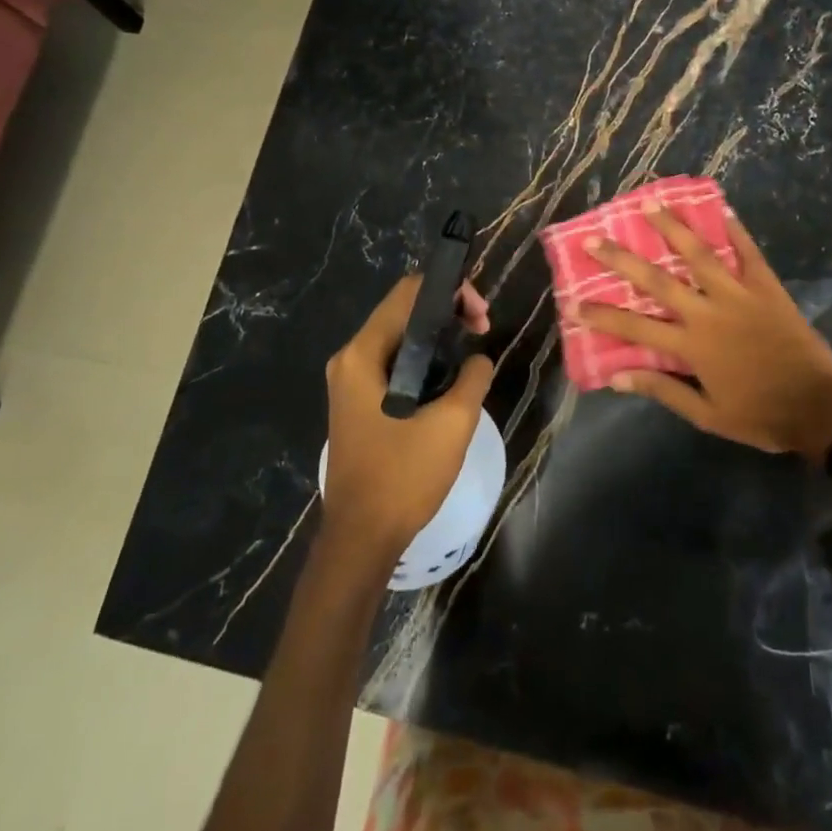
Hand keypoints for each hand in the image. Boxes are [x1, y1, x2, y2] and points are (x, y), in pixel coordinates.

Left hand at [322, 277, 494, 562]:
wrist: (362, 538)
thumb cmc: (403, 476)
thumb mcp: (453, 422)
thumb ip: (473, 376)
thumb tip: (477, 359)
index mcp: (363, 354)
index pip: (408, 293)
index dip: (450, 292)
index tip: (481, 318)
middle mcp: (350, 359)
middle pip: (402, 312)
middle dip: (446, 314)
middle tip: (482, 333)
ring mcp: (349, 382)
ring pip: (399, 339)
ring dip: (437, 339)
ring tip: (471, 356)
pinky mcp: (357, 403)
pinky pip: (393, 364)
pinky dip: (422, 361)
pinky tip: (448, 380)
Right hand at [579, 205, 831, 461]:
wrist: (817, 408)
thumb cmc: (758, 414)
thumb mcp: (706, 414)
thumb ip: (663, 389)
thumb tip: (618, 376)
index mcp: (691, 345)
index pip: (635, 326)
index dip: (602, 315)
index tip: (572, 302)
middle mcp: (708, 312)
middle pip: (657, 280)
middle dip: (622, 259)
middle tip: (594, 239)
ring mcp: (739, 295)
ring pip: (699, 254)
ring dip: (672, 227)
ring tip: (650, 203)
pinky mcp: (767, 288)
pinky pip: (748, 253)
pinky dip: (735, 230)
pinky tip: (721, 209)